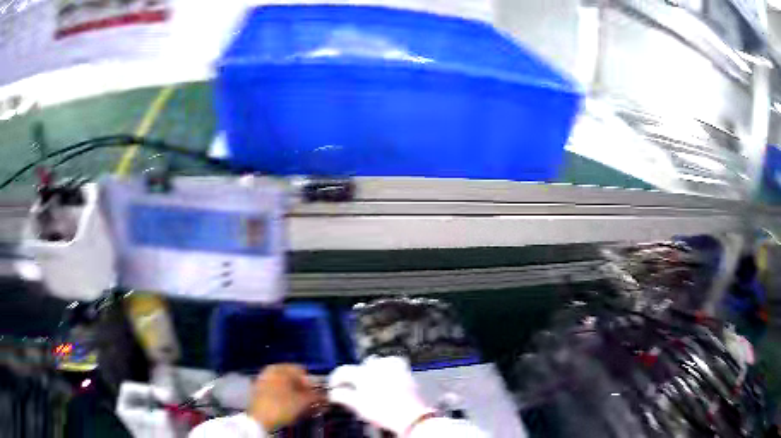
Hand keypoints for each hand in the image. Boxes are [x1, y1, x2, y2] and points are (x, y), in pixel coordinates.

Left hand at [247, 364, 323, 430]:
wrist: (259, 420)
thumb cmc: (282, 406)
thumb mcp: (303, 401)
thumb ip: (316, 396)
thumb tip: (325, 396)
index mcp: (279, 368)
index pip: (301, 371)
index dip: (312, 383)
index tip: (317, 395)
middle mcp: (270, 371)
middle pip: (293, 379)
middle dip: (304, 391)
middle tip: (312, 403)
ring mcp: (263, 382)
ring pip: (285, 387)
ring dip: (296, 396)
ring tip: (303, 408)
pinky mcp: (259, 393)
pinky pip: (277, 393)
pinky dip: (286, 400)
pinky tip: (291, 409)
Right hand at [328, 356, 433, 434]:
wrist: (409, 416)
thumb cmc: (383, 412)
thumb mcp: (358, 406)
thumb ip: (343, 397)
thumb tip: (334, 393)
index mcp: (362, 374)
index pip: (343, 371)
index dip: (335, 378)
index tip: (333, 386)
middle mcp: (377, 367)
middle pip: (361, 365)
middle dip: (356, 374)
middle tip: (353, 386)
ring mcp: (393, 368)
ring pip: (378, 361)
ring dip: (373, 368)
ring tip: (371, 380)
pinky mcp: (406, 372)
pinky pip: (395, 362)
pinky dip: (390, 366)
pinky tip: (389, 375)